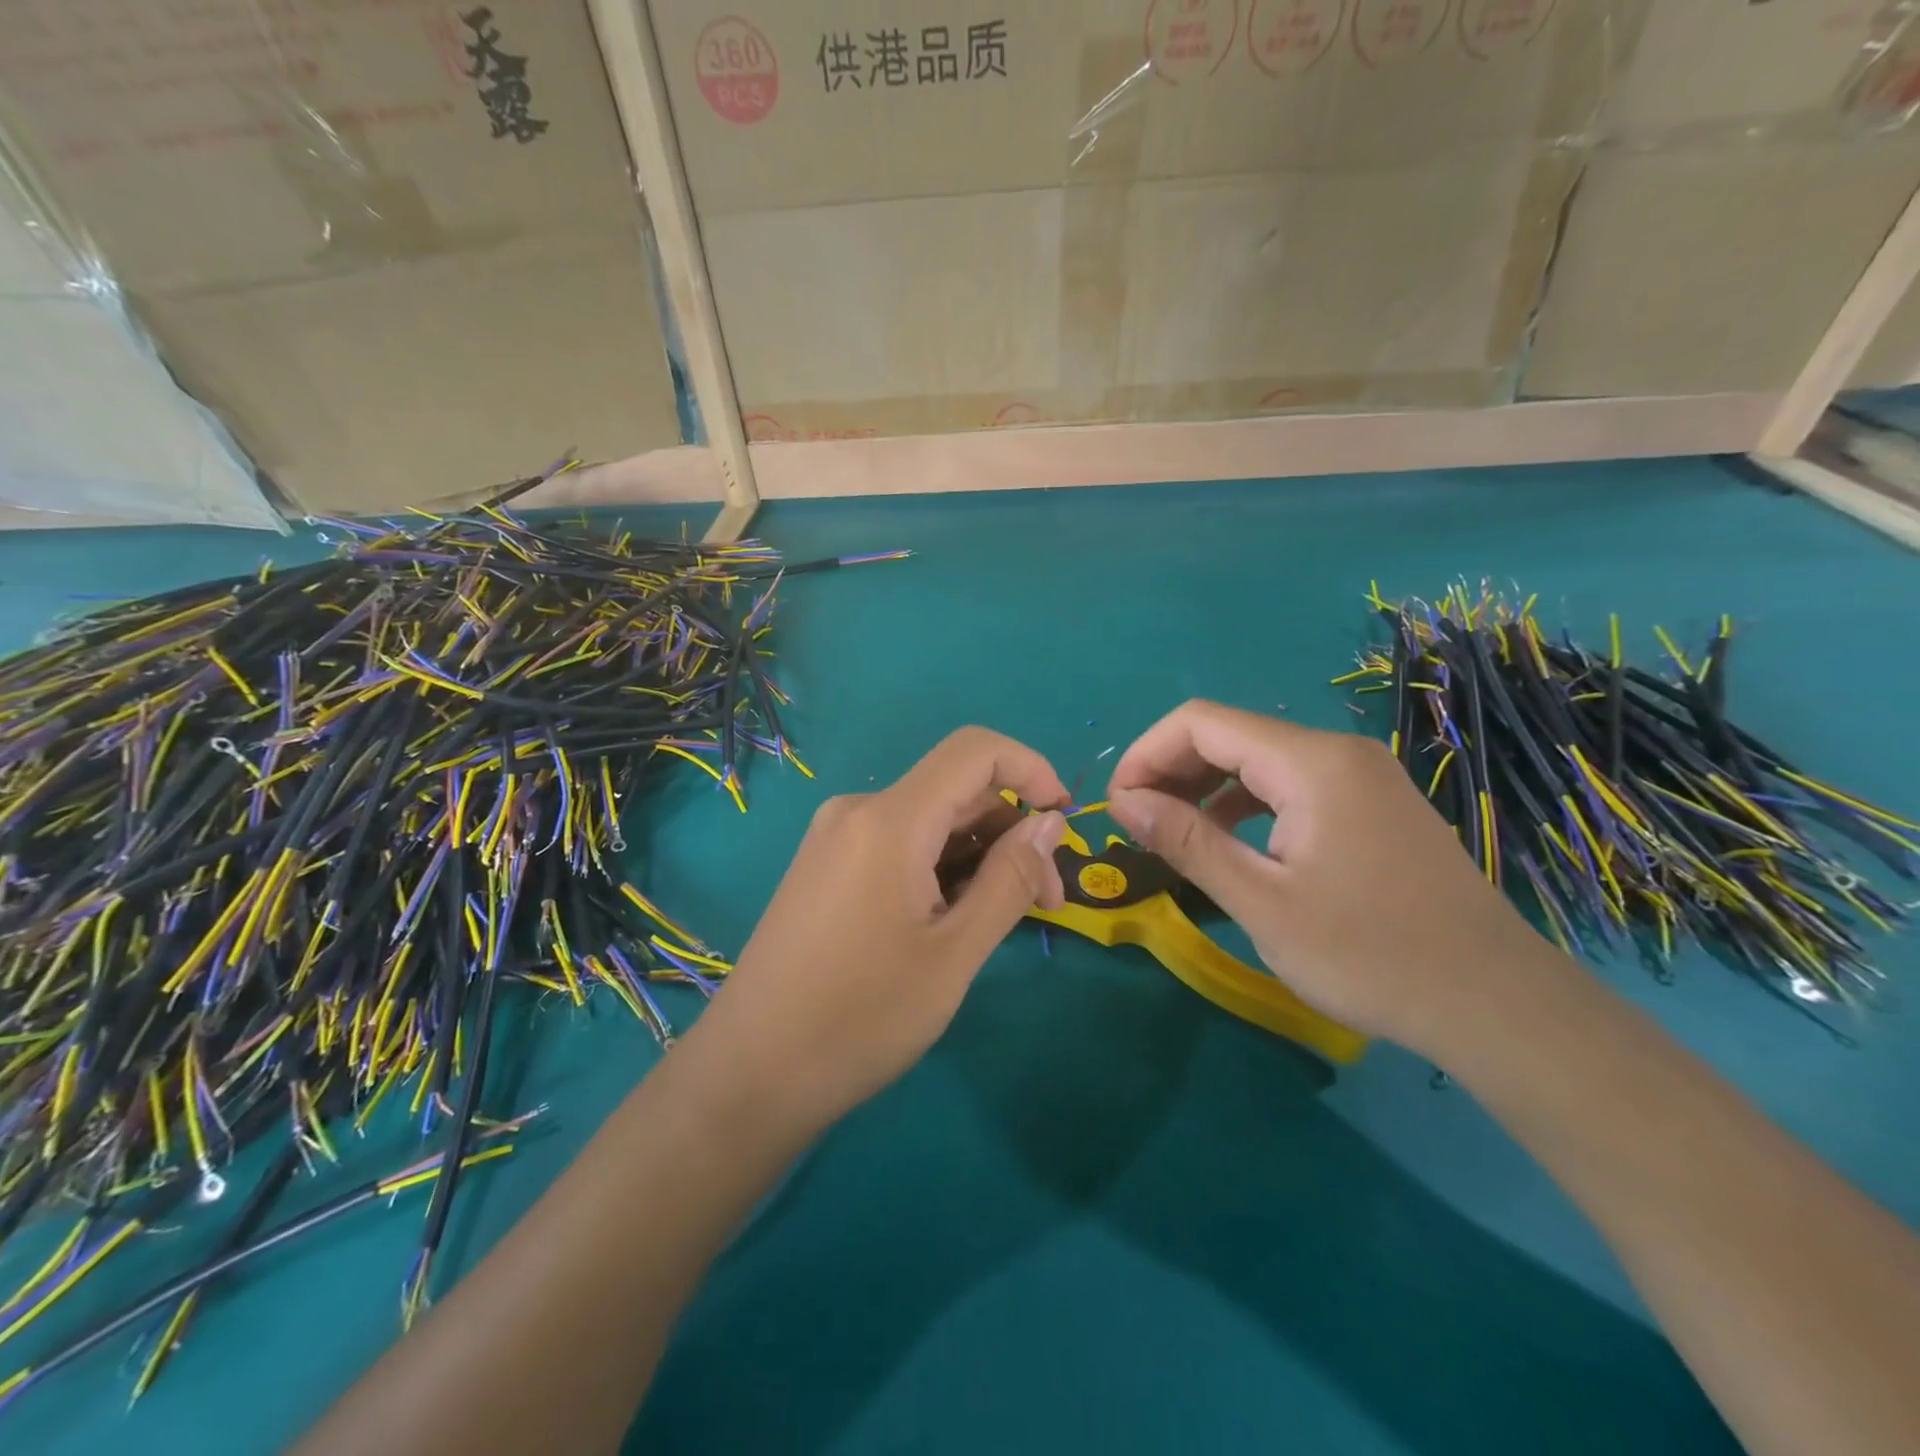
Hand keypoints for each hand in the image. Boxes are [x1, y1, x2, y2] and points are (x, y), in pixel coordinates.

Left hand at [684, 727, 1069, 1134]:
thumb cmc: (861, 1018)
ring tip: (1002, 921)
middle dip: (1012, 832)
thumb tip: (1050, 821)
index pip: (974, 750)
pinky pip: (899, 844)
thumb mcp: (954, 953)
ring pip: (929, 821)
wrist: (750, 1073)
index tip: (1065, 821)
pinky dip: (940, 868)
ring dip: (978, 856)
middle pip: (956, 791)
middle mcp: (858, 811)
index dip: (1031, 769)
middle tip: (1045, 904)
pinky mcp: (825, 867)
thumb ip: (1009, 879)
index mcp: (889, 819)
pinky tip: (952, 921)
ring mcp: (835, 839)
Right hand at [1106, 701, 1559, 1055]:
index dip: (1146, 754)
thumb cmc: (1370, 954)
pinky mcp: (1372, 805)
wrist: (1495, 1002)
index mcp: (1310, 762)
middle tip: (1136, 824)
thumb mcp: (1262, 902)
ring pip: (1259, 760)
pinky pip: (1290, 784)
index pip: (1200, 723)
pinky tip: (1231, 842)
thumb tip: (1123, 801)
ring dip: (1205, 788)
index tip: (1117, 804)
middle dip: (1171, 770)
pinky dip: (1245, 803)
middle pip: (1229, 735)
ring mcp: (1361, 776)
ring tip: (1172, 834)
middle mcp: (1337, 752)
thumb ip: (1187, 841)